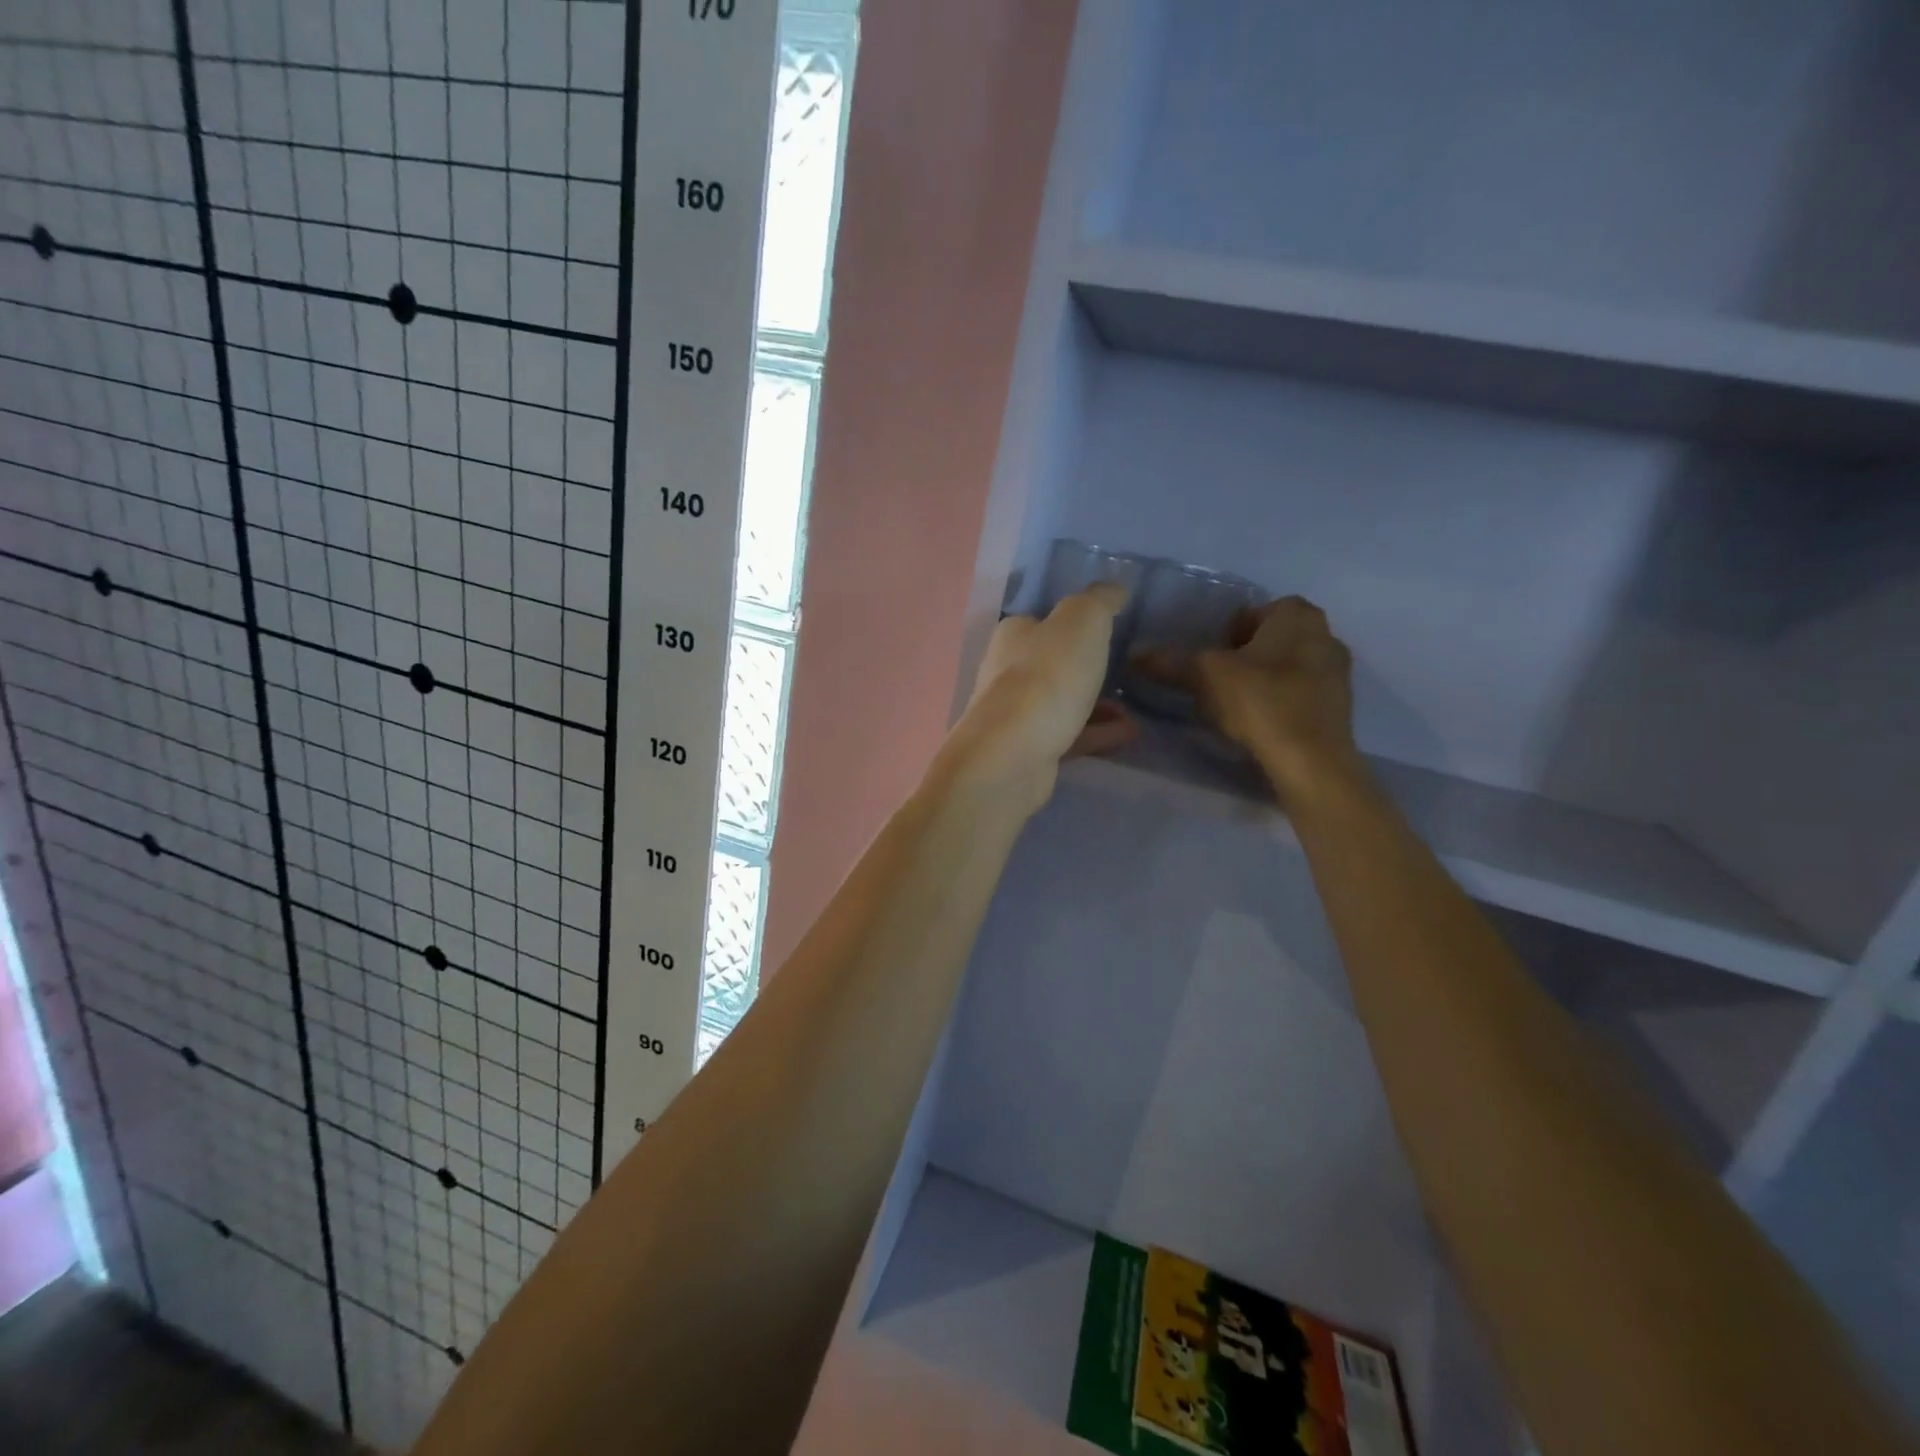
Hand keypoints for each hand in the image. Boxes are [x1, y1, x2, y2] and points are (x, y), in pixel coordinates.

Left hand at [942, 585, 1138, 809]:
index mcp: (1013, 635)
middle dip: (1087, 668)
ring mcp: (1015, 715)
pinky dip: (1097, 732)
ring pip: (1062, 702)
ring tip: (1133, 707)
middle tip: (1126, 671)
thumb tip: (1113, 589)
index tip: (1109, 631)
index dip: (1074, 624)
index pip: (1043, 621)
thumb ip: (1099, 601)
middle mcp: (1006, 672)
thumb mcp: (1082, 622)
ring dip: (1097, 703)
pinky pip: (1069, 735)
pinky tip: (1129, 733)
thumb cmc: (1047, 678)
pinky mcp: (1027, 751)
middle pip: (1051, 664)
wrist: (1013, 755)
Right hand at [1134, 595, 1358, 804]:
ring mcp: (1338, 672)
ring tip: (1236, 706)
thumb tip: (1133, 656)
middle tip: (1219, 680)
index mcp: (1297, 615)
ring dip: (1264, 680)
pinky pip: (1301, 694)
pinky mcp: (1340, 706)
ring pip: (1288, 666)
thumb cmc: (1260, 702)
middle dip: (1247, 655)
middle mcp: (1325, 634)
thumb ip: (1170, 662)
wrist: (1311, 761)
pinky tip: (1261, 724)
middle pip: (1273, 638)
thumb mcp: (1205, 676)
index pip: (1257, 611)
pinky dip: (1281, 702)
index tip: (1213, 657)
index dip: (1230, 631)